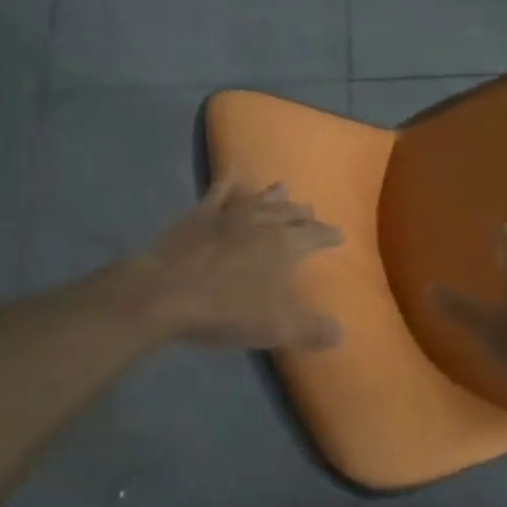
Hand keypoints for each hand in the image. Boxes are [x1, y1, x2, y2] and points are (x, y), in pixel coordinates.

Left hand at [138, 180, 343, 349]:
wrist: (165, 293)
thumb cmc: (225, 310)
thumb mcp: (275, 328)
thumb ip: (311, 329)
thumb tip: (341, 332)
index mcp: (285, 246)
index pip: (316, 236)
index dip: (329, 236)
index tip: (339, 235)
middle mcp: (262, 222)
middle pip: (290, 213)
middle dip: (303, 214)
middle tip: (311, 214)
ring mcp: (229, 214)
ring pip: (259, 198)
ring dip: (274, 195)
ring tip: (284, 187)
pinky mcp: (200, 214)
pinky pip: (219, 191)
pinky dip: (228, 181)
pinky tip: (232, 174)